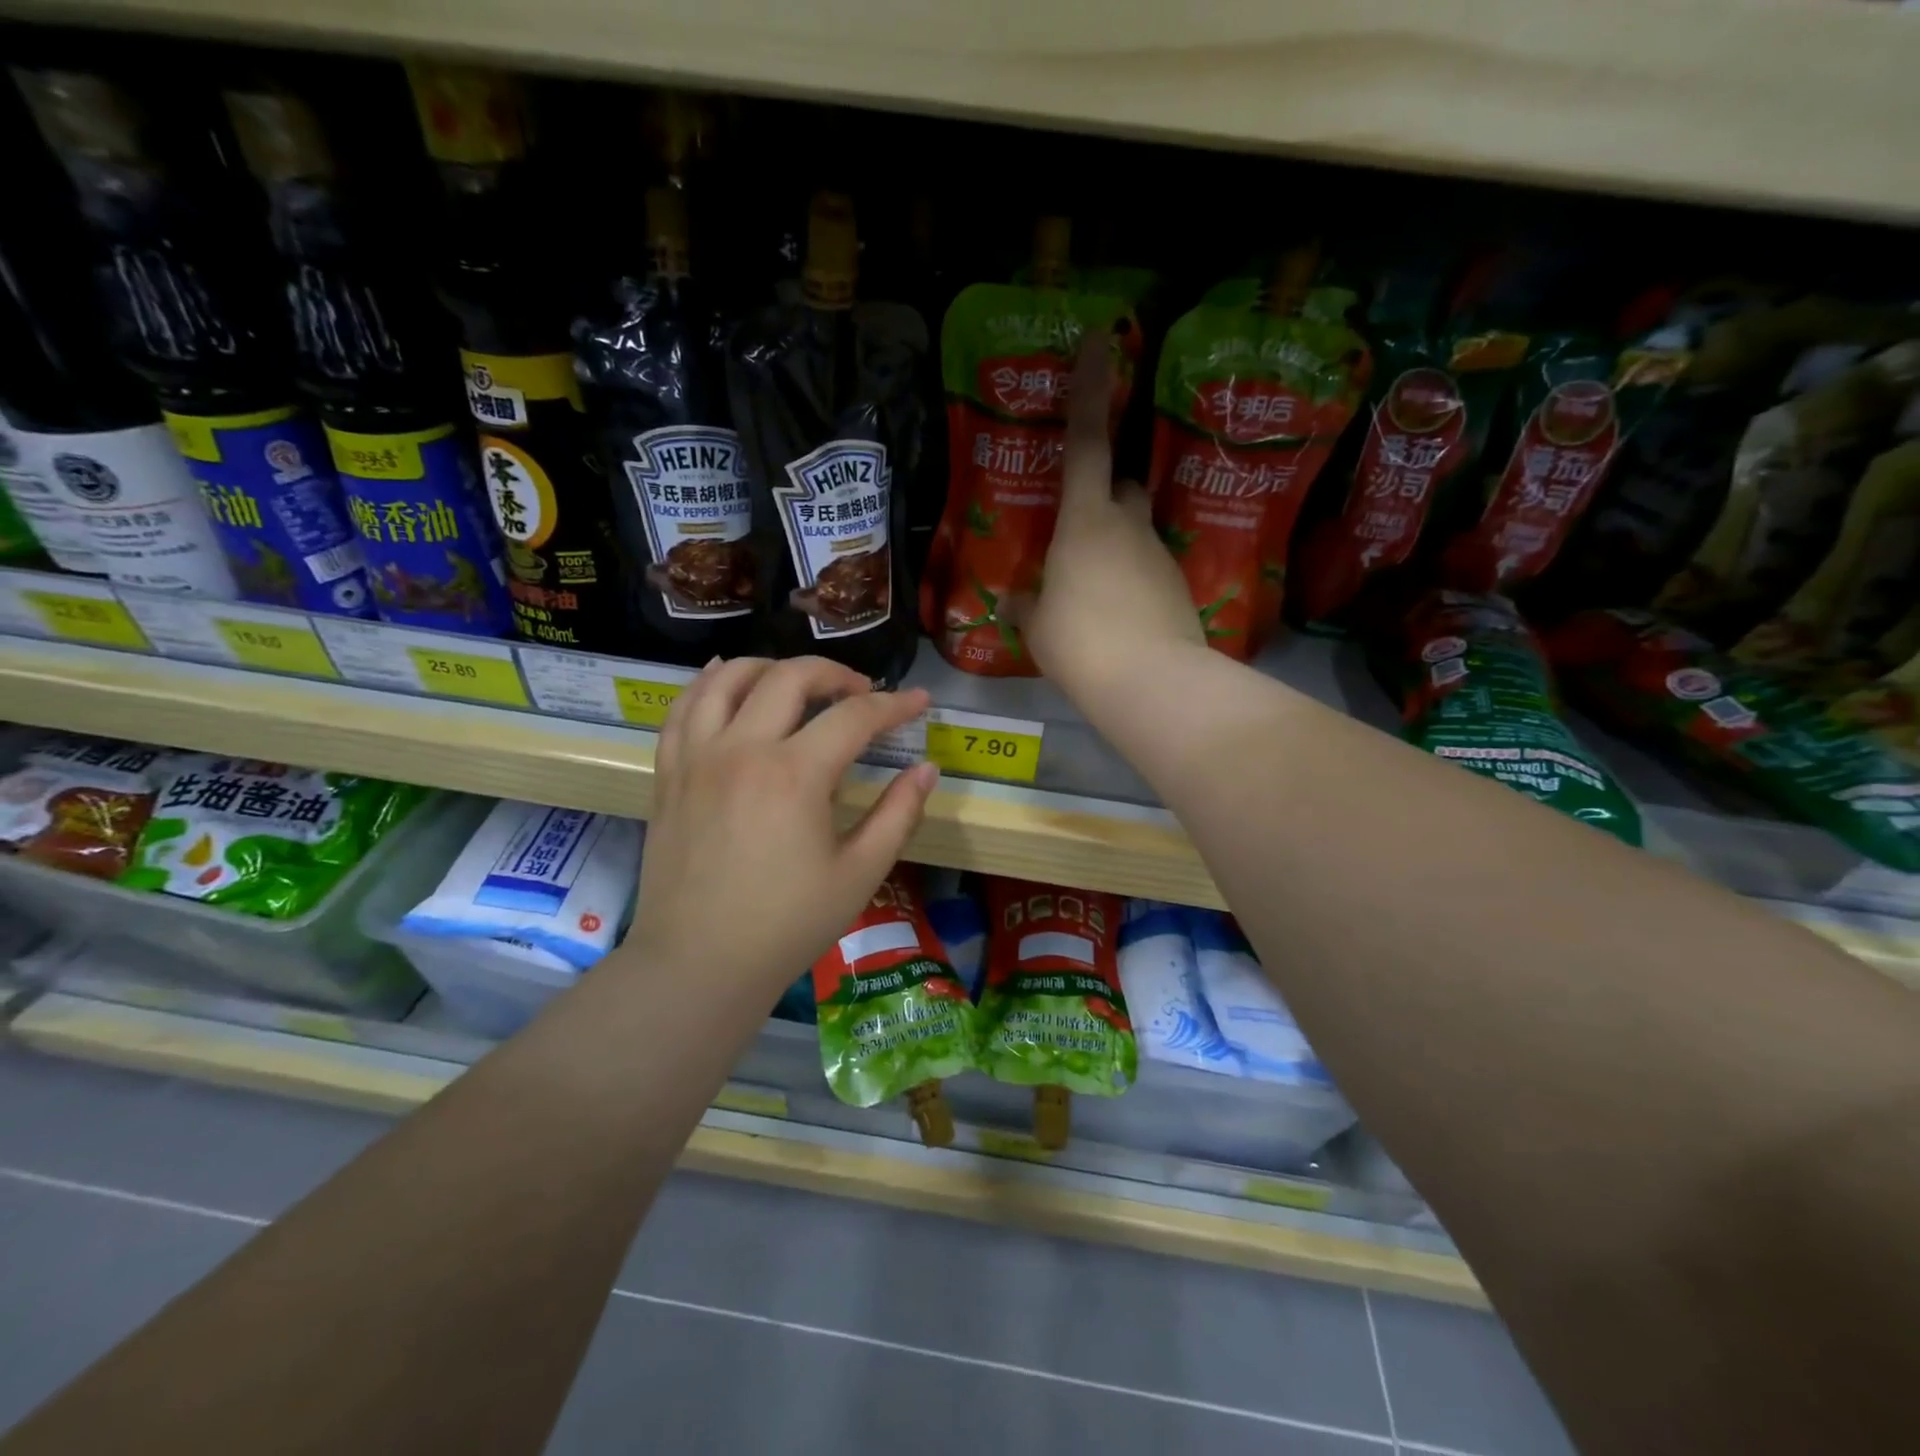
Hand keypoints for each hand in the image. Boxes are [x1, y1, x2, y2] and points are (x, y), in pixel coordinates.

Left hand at [629, 657, 938, 993]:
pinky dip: (708, 682)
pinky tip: (726, 678)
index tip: (919, 702)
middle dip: (836, 673)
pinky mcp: (669, 772)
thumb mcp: (860, 873)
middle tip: (861, 693)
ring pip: (729, 677)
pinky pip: (683, 707)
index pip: (854, 716)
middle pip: (791, 677)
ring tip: (798, 682)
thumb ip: (899, 814)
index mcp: (794, 775)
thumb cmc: (787, 924)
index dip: (895, 704)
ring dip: (772, 666)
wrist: (698, 963)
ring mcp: (697, 757)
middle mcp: (742, 749)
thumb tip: (926, 768)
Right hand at [1018, 329, 1203, 699]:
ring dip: (1116, 546)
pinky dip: (1132, 582)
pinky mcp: (1178, 587)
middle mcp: (1128, 525)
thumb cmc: (1079, 642)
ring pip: (1136, 531)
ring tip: (1093, 592)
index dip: (1089, 389)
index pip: (1085, 442)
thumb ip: (1026, 606)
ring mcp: (1158, 555)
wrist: (1150, 682)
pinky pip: (1148, 570)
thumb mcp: (1038, 626)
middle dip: (1105, 495)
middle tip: (1080, 528)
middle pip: (1123, 486)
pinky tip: (1118, 618)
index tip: (1099, 340)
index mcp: (1085, 520)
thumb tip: (1013, 601)